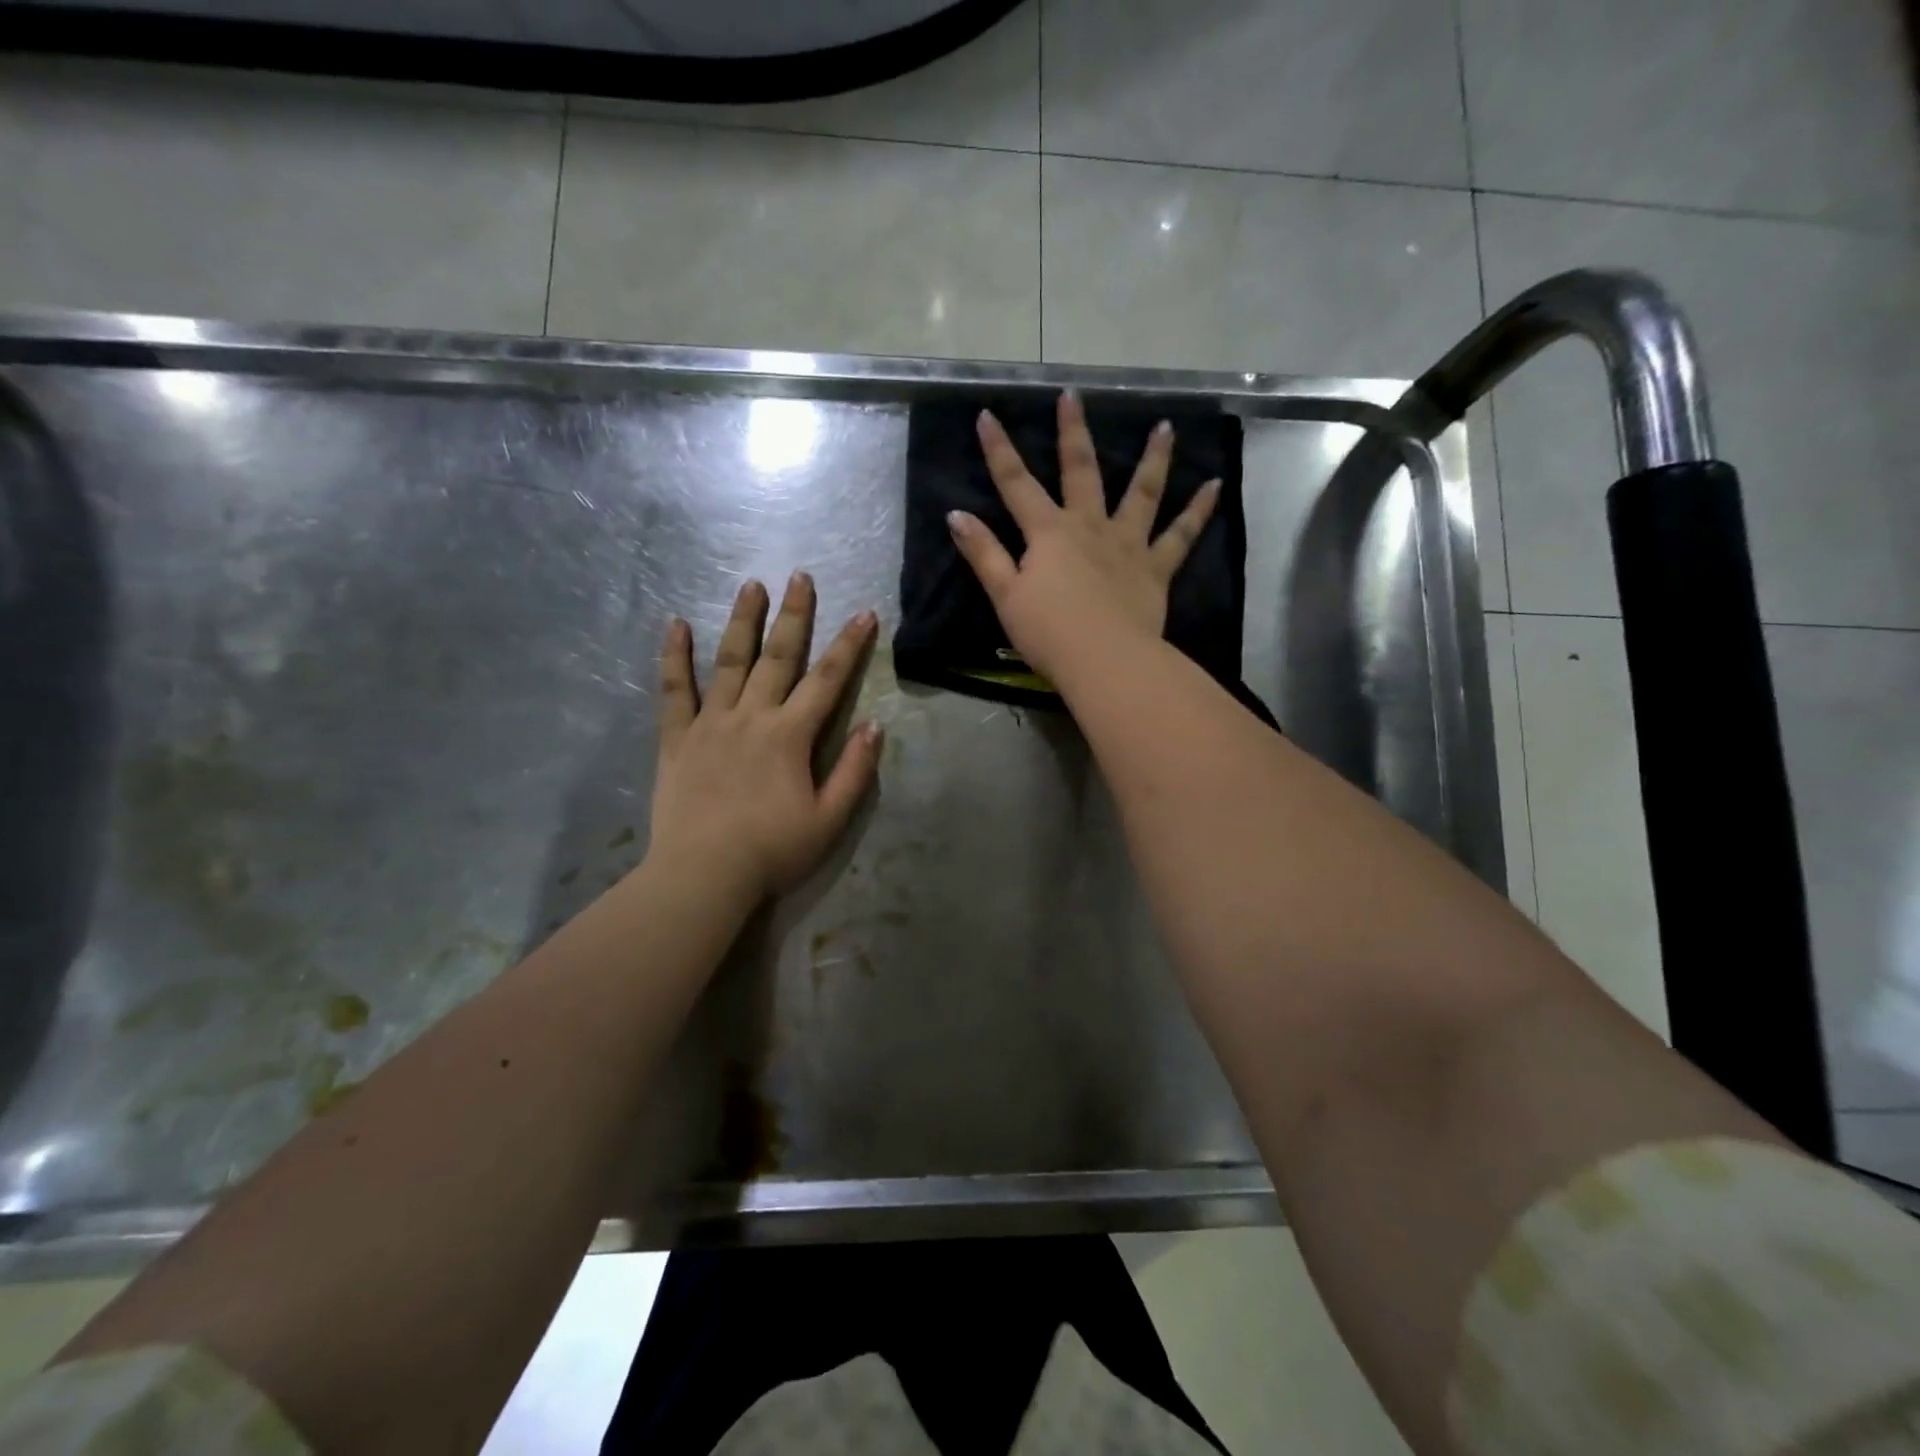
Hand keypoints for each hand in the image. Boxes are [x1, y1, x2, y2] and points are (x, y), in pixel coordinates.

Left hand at [648, 575, 881, 901]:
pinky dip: (674, 657)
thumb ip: (854, 771)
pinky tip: (674, 625)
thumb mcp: (829, 819)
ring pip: (729, 661)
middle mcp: (752, 717)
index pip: (827, 680)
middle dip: (794, 615)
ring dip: (742, 620)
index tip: (864, 613)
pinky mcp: (677, 738)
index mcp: (790, 736)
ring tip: (751, 585)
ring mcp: (710, 723)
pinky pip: (673, 690)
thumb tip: (875, 726)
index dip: (849, 645)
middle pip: (778, 657)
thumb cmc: (772, 851)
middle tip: (800, 576)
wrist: (703, 875)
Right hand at [946, 391, 1219, 684]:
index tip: (987, 415)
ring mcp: (1127, 544)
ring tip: (1166, 427)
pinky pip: (1181, 535)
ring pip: (1142, 492)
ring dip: (1154, 458)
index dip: (999, 450)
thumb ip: (984, 553)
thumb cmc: (1049, 632)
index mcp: (1049, 533)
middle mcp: (1089, 527)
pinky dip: (1198, 510)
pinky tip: (1215, 485)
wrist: (1105, 660)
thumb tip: (956, 515)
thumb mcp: (1005, 595)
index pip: (1016, 484)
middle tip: (1073, 396)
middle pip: (1081, 471)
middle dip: (1073, 432)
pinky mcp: (1155, 568)